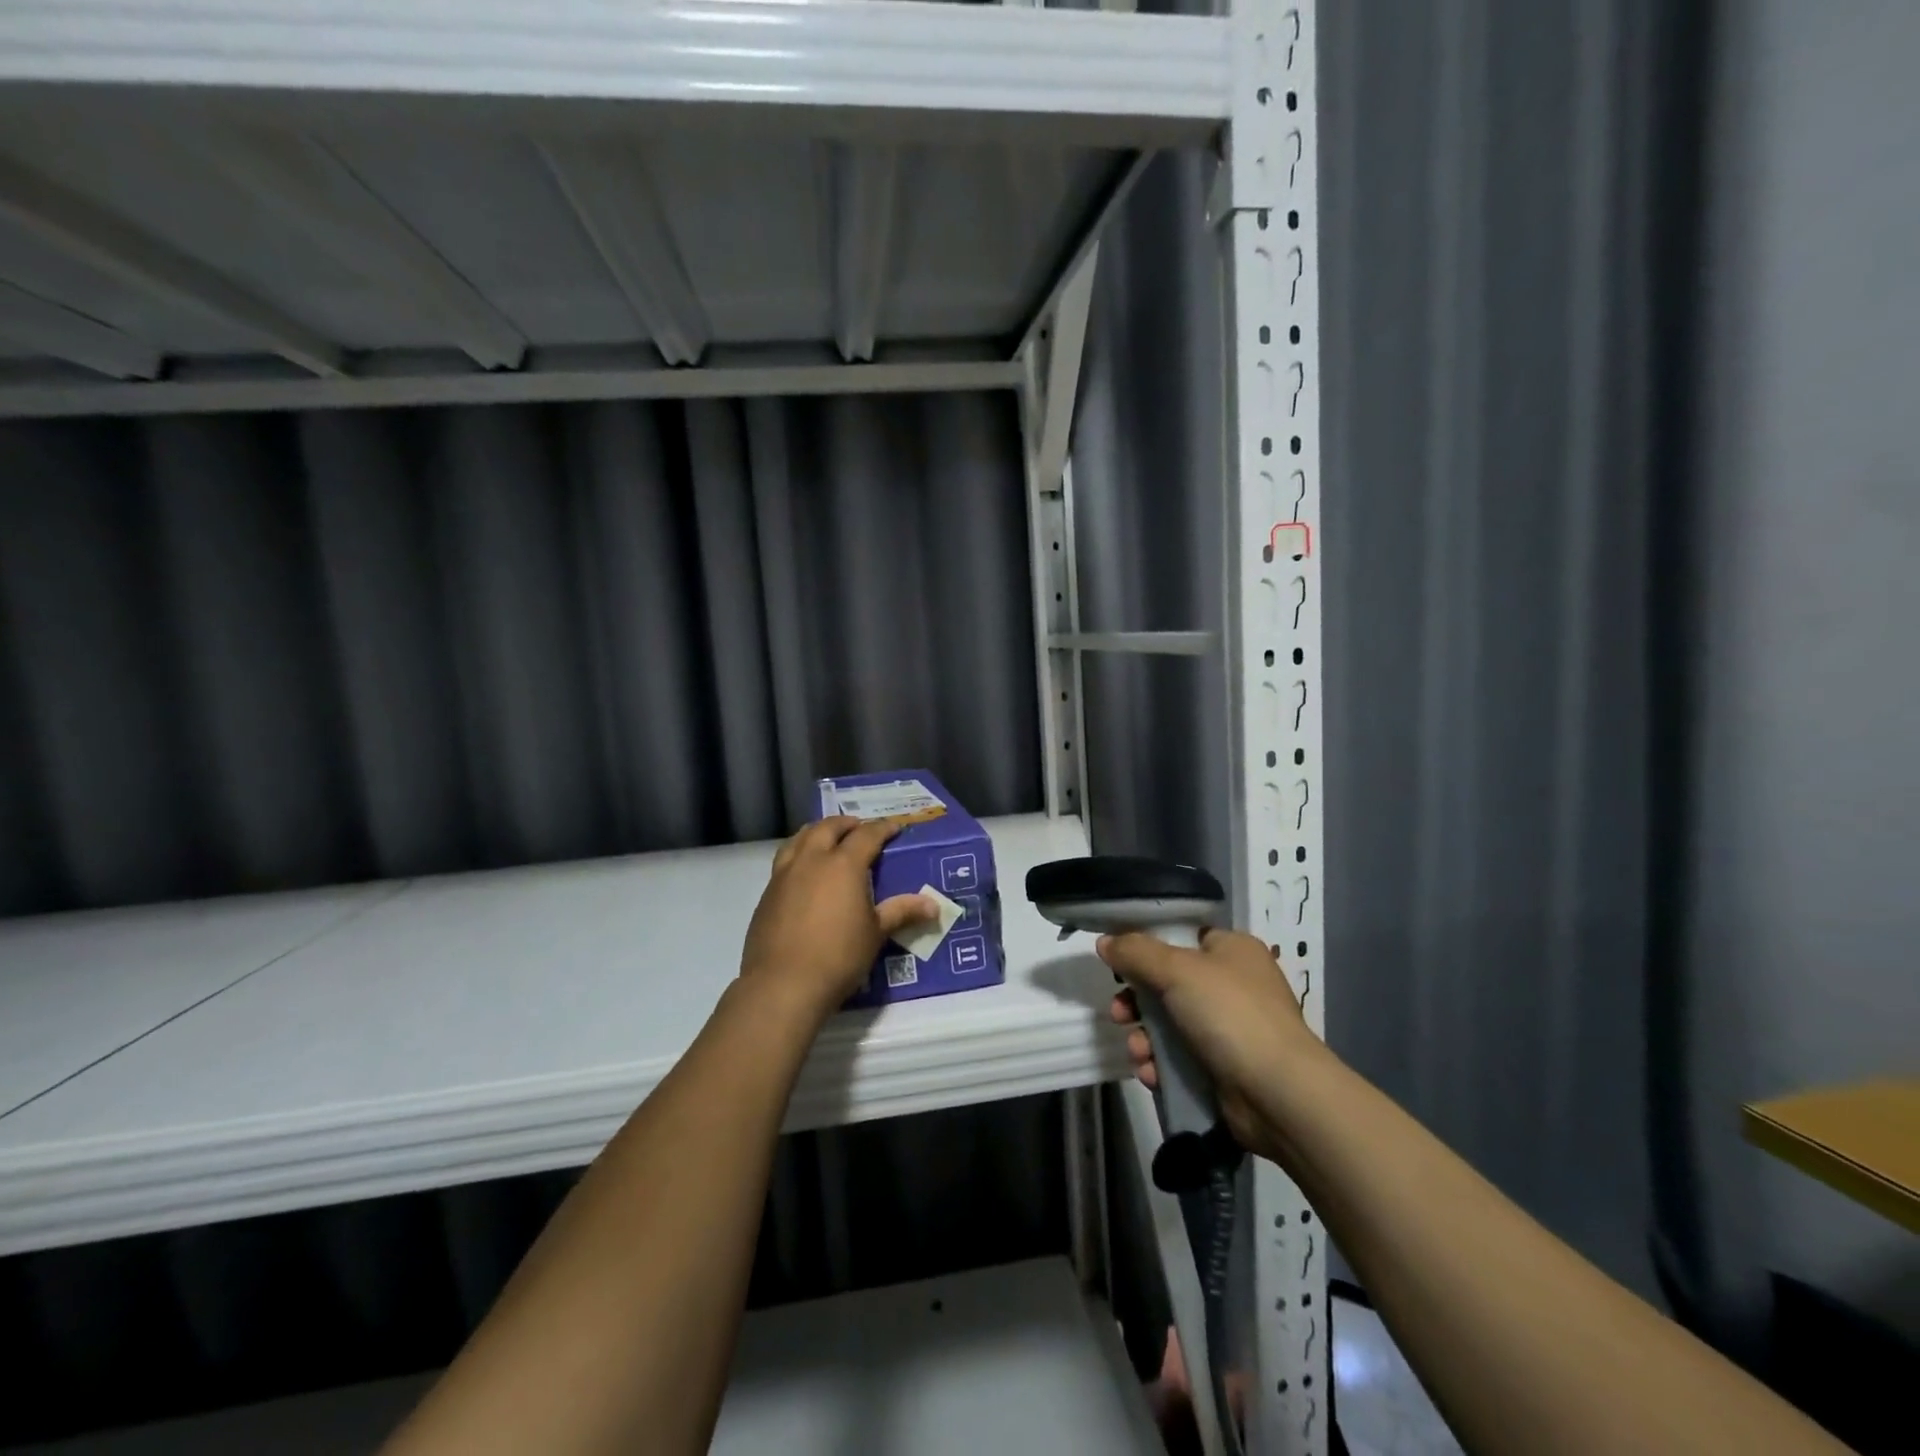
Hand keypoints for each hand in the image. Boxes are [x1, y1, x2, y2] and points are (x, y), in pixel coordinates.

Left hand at [739, 816, 936, 1019]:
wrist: (783, 984)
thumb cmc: (838, 956)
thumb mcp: (875, 933)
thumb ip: (902, 912)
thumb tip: (934, 905)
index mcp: (843, 864)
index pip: (866, 835)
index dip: (882, 828)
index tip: (894, 827)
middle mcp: (811, 860)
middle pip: (828, 828)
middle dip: (846, 824)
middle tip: (859, 828)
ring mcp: (784, 875)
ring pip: (799, 838)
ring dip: (816, 832)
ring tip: (827, 838)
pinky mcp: (767, 893)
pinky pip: (784, 860)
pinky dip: (798, 854)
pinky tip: (804, 872)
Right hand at [1101, 928, 1324, 1153]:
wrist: (1278, 1094)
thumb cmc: (1230, 1014)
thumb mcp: (1177, 970)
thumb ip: (1135, 952)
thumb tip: (1104, 941)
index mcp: (1232, 950)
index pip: (1182, 937)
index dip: (1147, 949)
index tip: (1119, 964)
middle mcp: (1233, 984)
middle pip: (1168, 983)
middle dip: (1137, 1002)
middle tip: (1120, 1013)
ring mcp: (1230, 1029)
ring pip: (1170, 1024)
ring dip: (1144, 1037)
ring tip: (1138, 1052)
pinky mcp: (1224, 1067)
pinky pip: (1180, 1059)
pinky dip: (1161, 1065)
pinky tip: (1151, 1074)